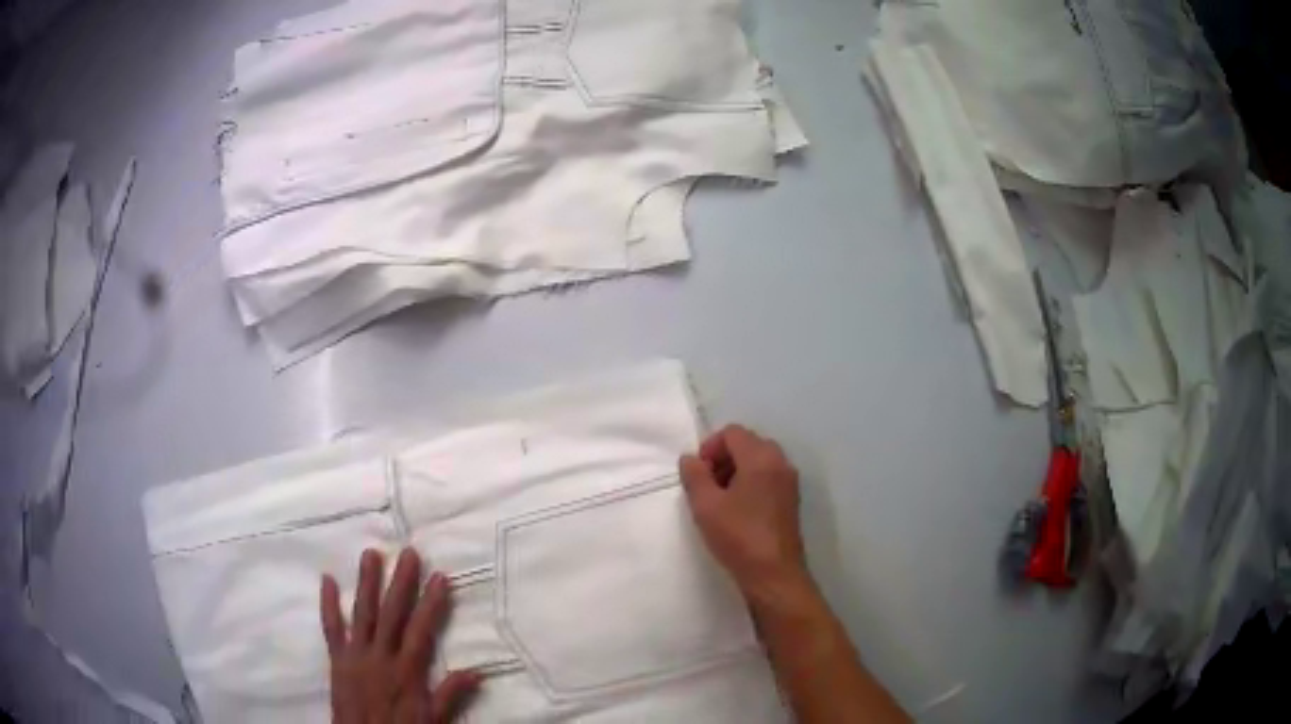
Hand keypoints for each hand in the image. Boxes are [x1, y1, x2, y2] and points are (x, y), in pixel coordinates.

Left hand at [321, 548, 479, 723]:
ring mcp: (355, 655)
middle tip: (408, 553)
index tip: (439, 577)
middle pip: (391, 615)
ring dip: (367, 583)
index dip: (431, 604)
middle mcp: (380, 657)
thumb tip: (476, 672)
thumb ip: (449, 696)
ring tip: (371, 554)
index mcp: (406, 672)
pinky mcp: (336, 659)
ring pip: (362, 613)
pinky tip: (327, 579)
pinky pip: (331, 628)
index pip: (421, 632)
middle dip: (401, 583)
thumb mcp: (432, 721)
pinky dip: (328, 604)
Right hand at [679, 425, 810, 605]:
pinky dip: (750, 484)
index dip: (710, 447)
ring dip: (736, 471)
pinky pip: (768, 478)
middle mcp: (780, 463)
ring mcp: (789, 482)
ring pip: (758, 461)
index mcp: (761, 458)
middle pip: (747, 444)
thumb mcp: (706, 506)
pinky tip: (737, 511)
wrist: (774, 574)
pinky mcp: (791, 500)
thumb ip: (694, 476)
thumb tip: (690, 458)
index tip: (697, 473)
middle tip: (705, 485)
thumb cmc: (739, 537)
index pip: (733, 432)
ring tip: (718, 500)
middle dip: (722, 458)